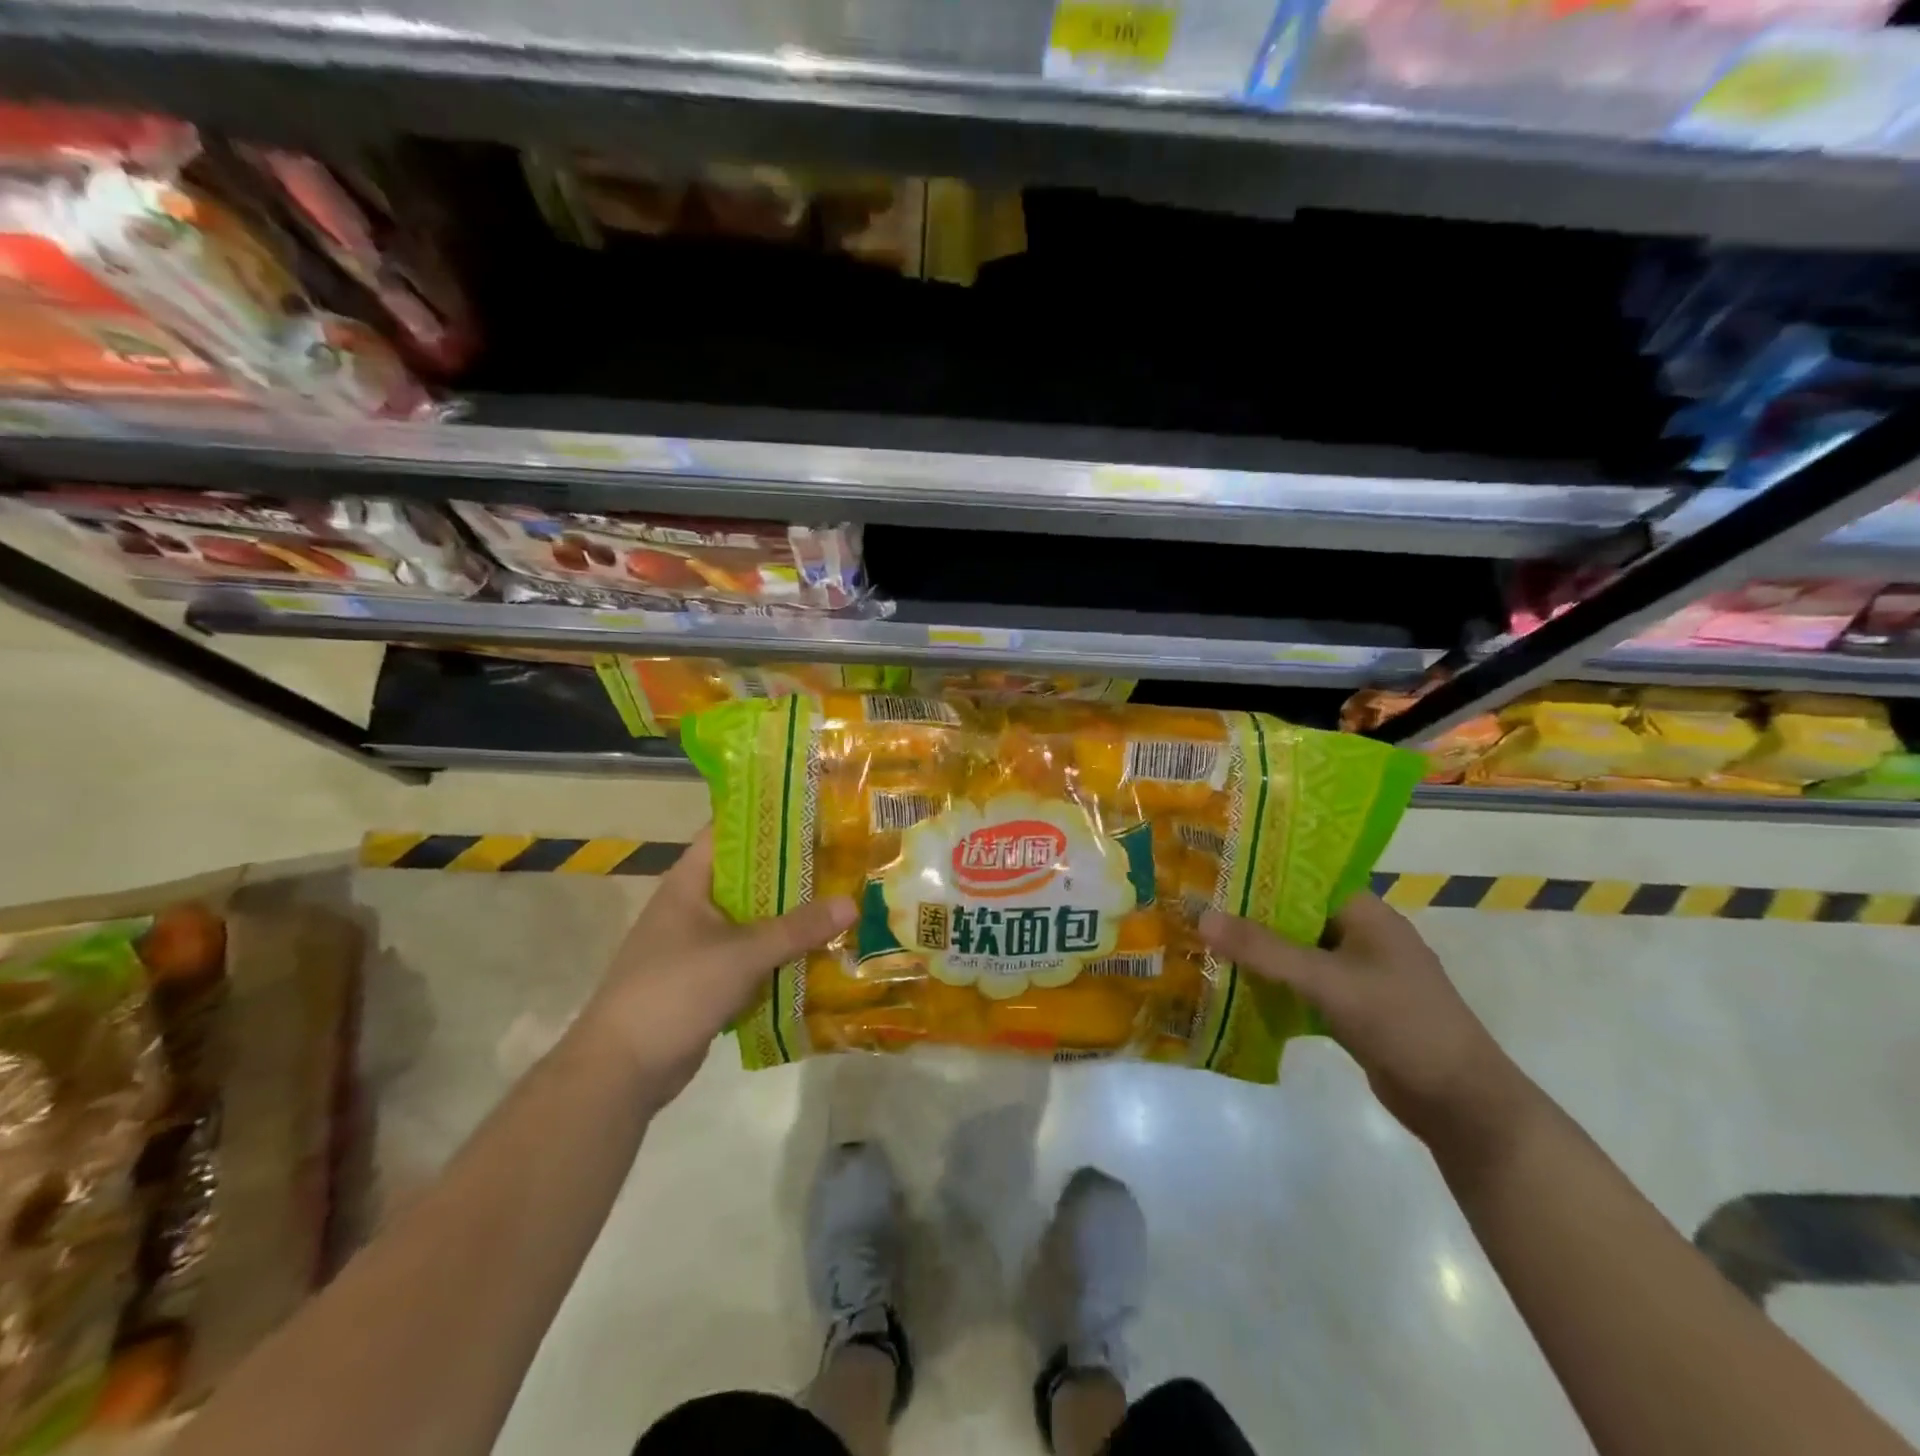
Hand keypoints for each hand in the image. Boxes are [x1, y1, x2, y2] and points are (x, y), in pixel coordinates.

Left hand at [576, 828, 854, 1098]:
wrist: (622, 1069)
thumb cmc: (675, 991)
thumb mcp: (742, 954)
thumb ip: (797, 928)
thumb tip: (852, 903)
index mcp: (689, 883)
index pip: (728, 832)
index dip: (766, 819)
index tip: (812, 813)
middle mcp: (693, 906)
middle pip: (748, 877)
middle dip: (791, 871)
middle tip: (841, 860)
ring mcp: (697, 944)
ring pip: (752, 919)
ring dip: (789, 916)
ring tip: (839, 901)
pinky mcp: (706, 979)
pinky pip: (750, 955)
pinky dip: (778, 953)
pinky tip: (816, 953)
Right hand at [1199, 894, 1529, 1152]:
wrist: (1461, 1103)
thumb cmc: (1401, 1023)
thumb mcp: (1327, 981)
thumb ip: (1264, 950)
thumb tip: (1202, 917)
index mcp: (1366, 913)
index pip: (1304, 876)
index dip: (1259, 871)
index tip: (1212, 869)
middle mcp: (1361, 935)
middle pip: (1295, 915)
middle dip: (1249, 914)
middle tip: (1195, 907)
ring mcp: (1358, 974)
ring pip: (1296, 952)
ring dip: (1258, 952)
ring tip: (1203, 942)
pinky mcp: (1351, 1008)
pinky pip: (1302, 985)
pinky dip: (1273, 984)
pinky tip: (1234, 986)